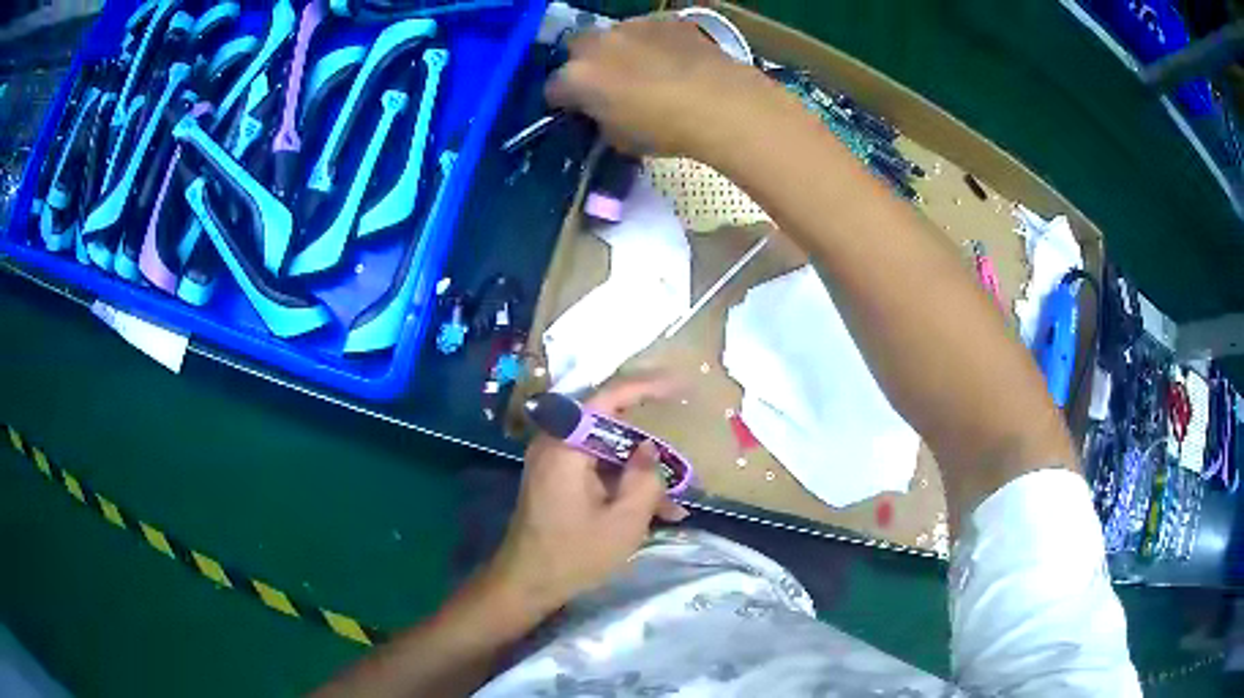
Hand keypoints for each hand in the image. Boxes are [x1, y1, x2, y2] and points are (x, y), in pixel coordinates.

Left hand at [485, 376, 688, 616]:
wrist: (526, 583)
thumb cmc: (574, 554)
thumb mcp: (624, 521)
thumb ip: (644, 478)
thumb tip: (649, 447)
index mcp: (566, 445)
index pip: (608, 397)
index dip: (646, 386)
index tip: (679, 385)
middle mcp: (555, 443)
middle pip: (610, 427)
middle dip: (649, 448)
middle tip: (681, 464)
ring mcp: (554, 462)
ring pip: (607, 453)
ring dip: (639, 474)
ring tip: (673, 504)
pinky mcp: (556, 479)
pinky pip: (596, 470)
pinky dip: (622, 485)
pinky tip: (653, 513)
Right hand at [545, 17, 785, 159]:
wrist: (721, 104)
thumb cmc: (666, 130)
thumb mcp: (620, 140)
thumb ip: (602, 121)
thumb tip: (604, 114)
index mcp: (577, 77)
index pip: (554, 89)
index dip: (565, 102)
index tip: (577, 111)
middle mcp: (597, 44)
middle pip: (577, 50)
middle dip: (586, 65)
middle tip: (607, 86)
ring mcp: (632, 26)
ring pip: (613, 36)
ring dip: (619, 50)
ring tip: (644, 71)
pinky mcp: (666, 20)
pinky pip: (648, 30)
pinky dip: (652, 43)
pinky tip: (672, 61)